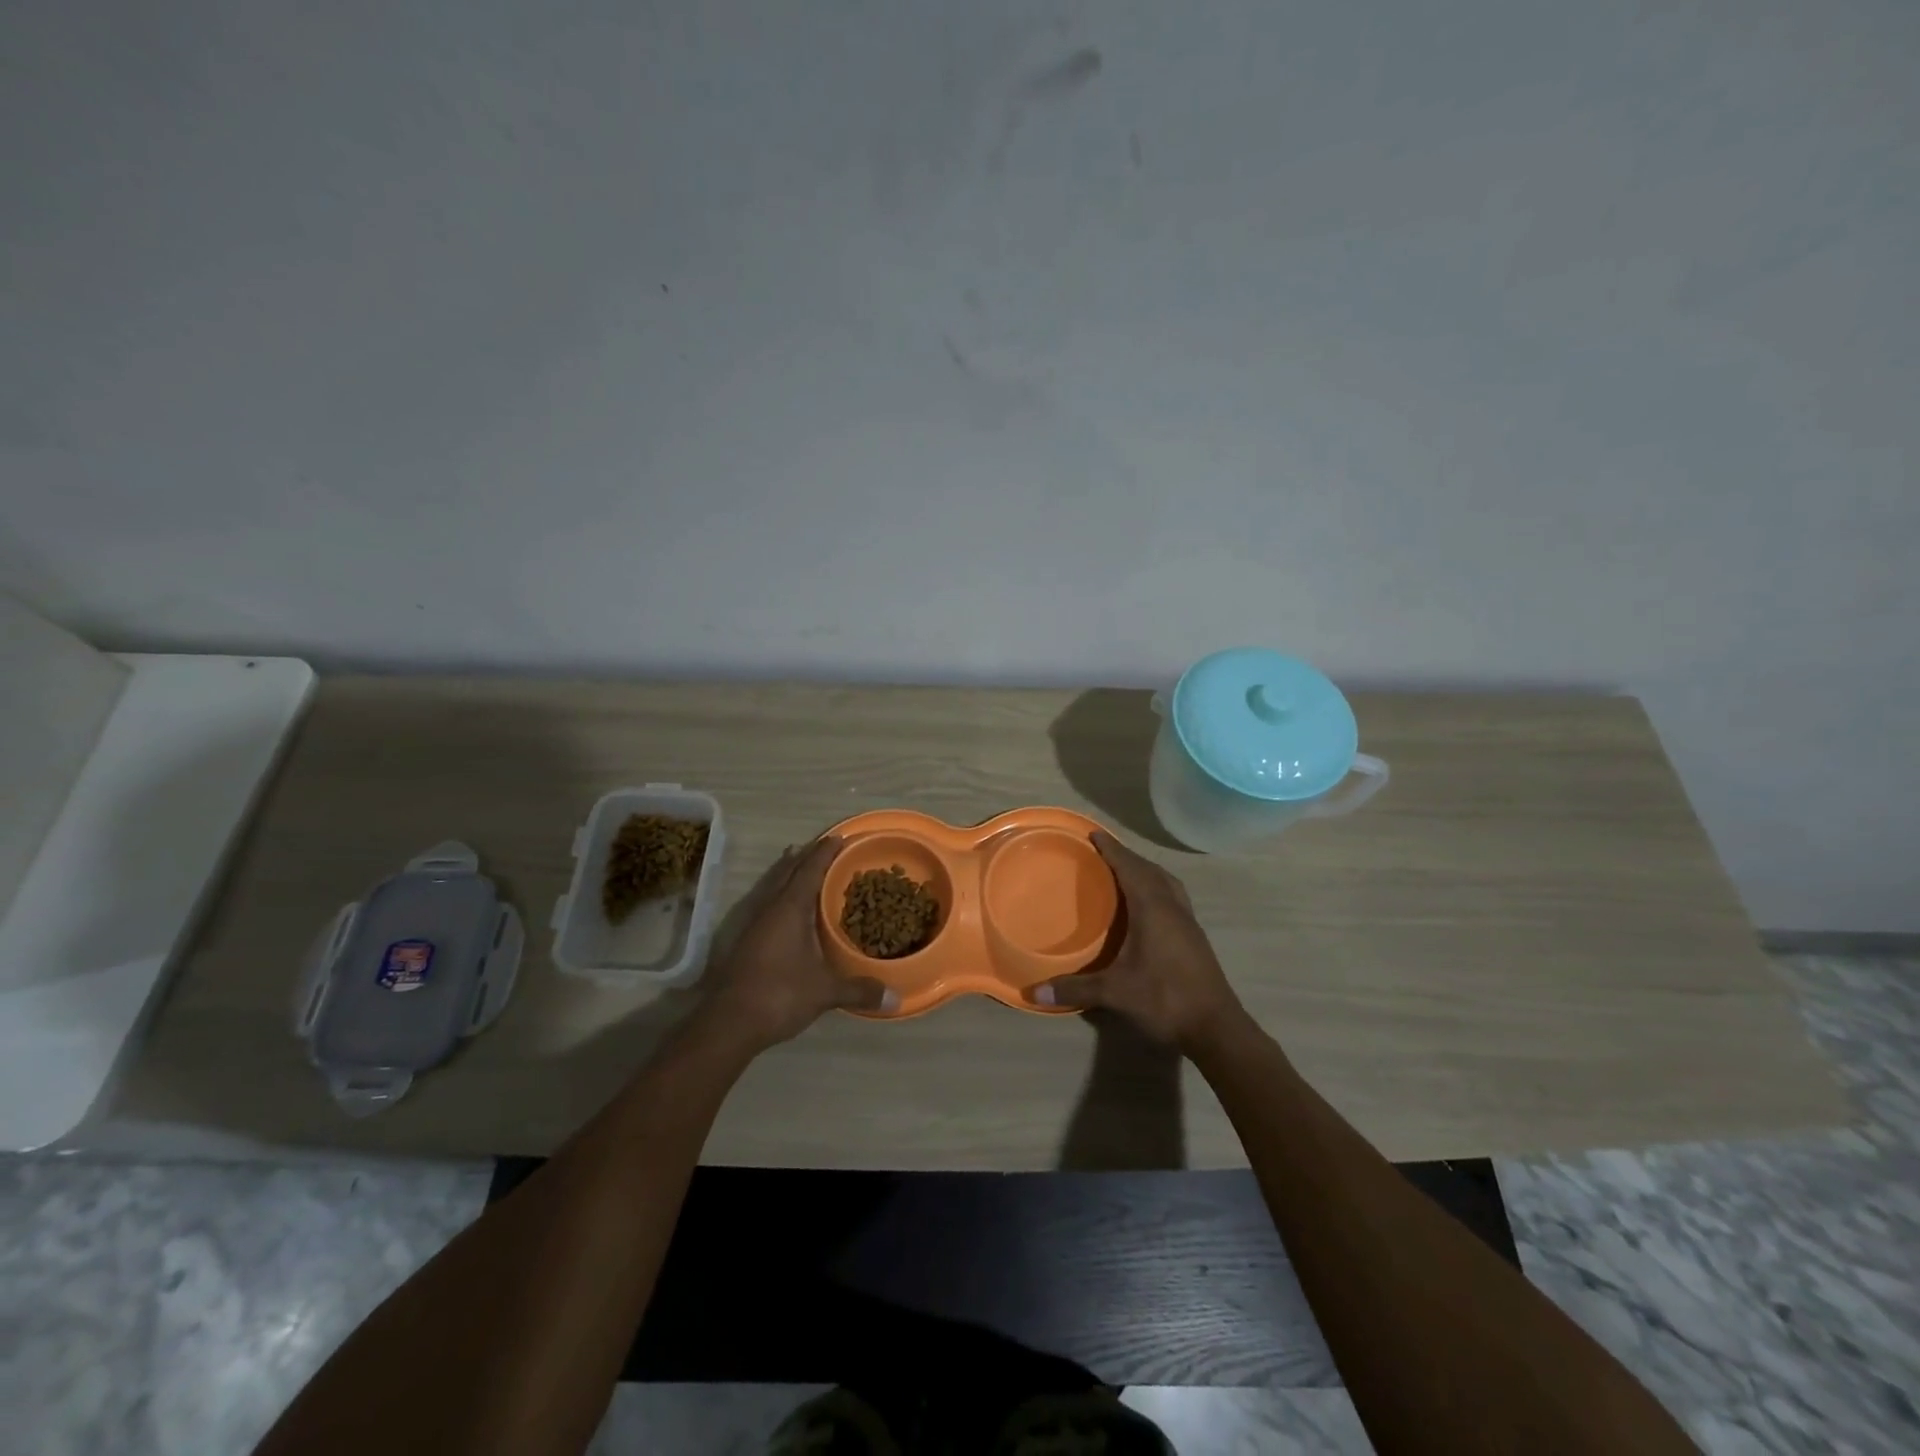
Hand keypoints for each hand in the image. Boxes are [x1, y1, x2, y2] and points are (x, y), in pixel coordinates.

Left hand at [697, 837, 894, 1052]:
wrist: (728, 1023)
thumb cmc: (779, 994)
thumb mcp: (824, 992)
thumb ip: (859, 990)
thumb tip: (895, 998)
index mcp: (790, 909)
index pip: (809, 870)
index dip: (824, 853)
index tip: (838, 837)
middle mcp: (769, 909)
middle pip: (787, 872)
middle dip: (805, 856)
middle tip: (822, 845)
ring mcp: (753, 925)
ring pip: (772, 886)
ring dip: (787, 872)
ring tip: (798, 862)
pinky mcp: (745, 942)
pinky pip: (766, 904)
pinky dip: (779, 894)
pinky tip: (784, 908)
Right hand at [1032, 832, 1244, 1053]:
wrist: (1216, 1028)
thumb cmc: (1165, 1000)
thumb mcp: (1116, 993)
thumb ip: (1075, 988)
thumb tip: (1034, 992)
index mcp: (1153, 908)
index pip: (1130, 867)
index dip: (1112, 849)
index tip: (1094, 834)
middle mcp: (1173, 907)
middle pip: (1150, 870)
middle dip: (1127, 857)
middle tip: (1103, 852)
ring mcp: (1188, 922)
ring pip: (1167, 883)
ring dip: (1146, 871)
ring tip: (1125, 873)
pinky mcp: (1195, 938)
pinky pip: (1173, 898)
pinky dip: (1157, 889)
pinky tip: (1147, 907)